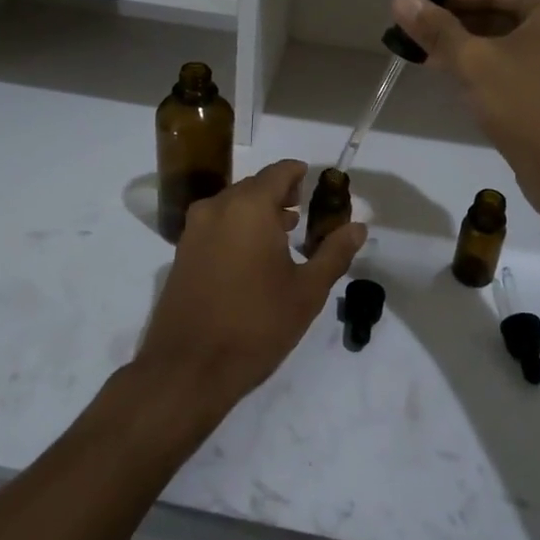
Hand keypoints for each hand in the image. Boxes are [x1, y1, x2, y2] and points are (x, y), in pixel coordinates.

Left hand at [138, 159, 365, 414]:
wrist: (188, 368)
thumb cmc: (256, 325)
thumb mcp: (306, 291)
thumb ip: (334, 253)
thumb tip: (358, 226)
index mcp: (249, 207)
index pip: (279, 172)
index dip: (299, 174)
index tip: (316, 184)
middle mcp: (217, 207)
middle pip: (254, 186)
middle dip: (280, 195)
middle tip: (304, 214)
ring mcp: (193, 230)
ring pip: (232, 206)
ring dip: (257, 213)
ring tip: (284, 235)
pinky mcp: (182, 253)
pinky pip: (215, 226)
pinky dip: (237, 229)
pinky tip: (253, 258)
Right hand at [392, 0, 539, 219]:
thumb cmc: (526, 106)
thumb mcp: (474, 62)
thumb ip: (437, 29)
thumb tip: (400, 0)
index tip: (409, 3)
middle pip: (500, 9)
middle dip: (453, 18)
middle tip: (409, 28)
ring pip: (504, 38)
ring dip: (462, 42)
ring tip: (419, 49)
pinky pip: (512, 62)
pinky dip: (480, 63)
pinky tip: (447, 71)